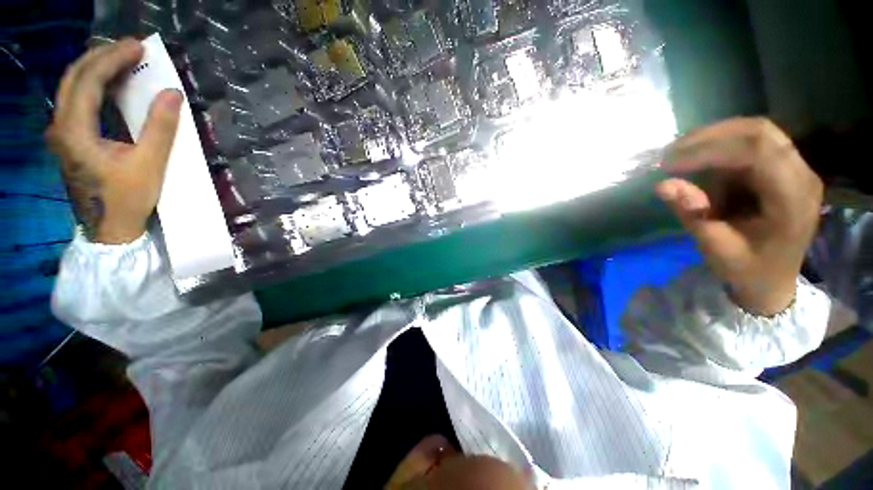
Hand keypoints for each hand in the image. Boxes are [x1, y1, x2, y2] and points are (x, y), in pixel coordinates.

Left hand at [46, 38, 182, 243]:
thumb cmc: (128, 199)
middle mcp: (60, 125)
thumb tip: (172, 93)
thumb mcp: (150, 165)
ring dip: (97, 67)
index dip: (113, 58)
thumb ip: (160, 128)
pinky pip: (76, 100)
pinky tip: (111, 83)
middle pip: (74, 76)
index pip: (88, 79)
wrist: (108, 229)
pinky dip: (94, 85)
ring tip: (124, 59)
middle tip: (132, 47)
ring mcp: (61, 132)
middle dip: (102, 55)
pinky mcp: (68, 139)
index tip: (139, 47)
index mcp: (74, 130)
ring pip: (72, 86)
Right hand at [656, 118, 822, 315]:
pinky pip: (753, 143)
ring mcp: (795, 169)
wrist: (773, 280)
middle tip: (671, 153)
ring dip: (714, 139)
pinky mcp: (783, 168)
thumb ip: (693, 215)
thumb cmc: (748, 270)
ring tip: (680, 155)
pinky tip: (700, 160)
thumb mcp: (717, 249)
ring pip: (756, 132)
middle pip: (759, 133)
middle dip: (710, 137)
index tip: (670, 163)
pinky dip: (721, 147)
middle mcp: (801, 176)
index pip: (758, 152)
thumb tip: (662, 186)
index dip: (711, 150)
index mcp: (792, 200)